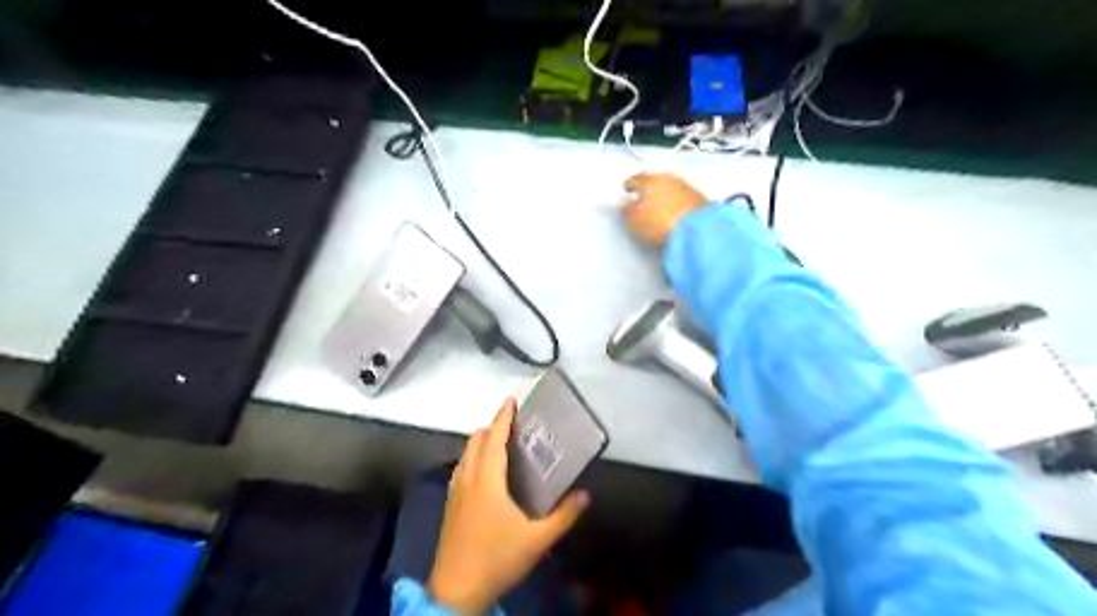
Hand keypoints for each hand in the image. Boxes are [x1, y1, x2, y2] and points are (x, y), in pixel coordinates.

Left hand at [426, 398, 585, 613]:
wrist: (455, 592)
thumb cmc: (497, 559)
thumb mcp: (537, 540)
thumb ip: (563, 516)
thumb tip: (585, 495)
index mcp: (487, 480)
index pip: (493, 438)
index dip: (502, 417)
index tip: (510, 400)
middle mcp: (467, 479)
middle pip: (475, 440)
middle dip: (491, 427)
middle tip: (512, 424)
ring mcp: (454, 492)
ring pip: (465, 454)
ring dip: (480, 442)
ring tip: (500, 444)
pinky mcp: (449, 505)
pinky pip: (460, 468)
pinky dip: (473, 458)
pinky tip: (484, 474)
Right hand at [620, 171, 706, 244]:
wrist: (697, 232)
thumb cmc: (663, 224)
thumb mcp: (634, 222)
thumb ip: (626, 211)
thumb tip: (623, 205)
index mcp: (650, 179)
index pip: (634, 179)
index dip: (628, 187)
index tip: (626, 192)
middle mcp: (669, 178)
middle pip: (653, 180)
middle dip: (647, 189)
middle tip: (641, 199)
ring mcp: (687, 187)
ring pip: (670, 187)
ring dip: (663, 195)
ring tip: (658, 209)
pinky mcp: (700, 199)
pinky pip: (683, 197)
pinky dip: (677, 203)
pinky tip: (674, 213)